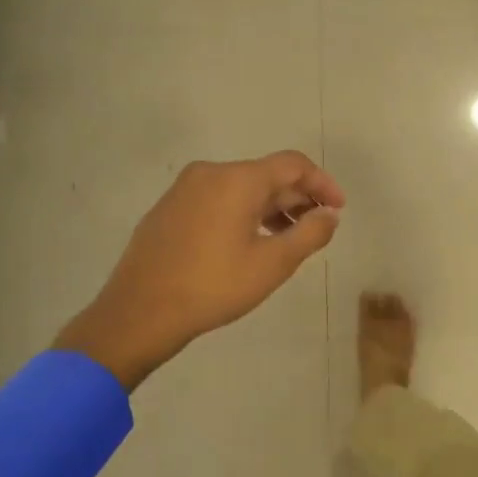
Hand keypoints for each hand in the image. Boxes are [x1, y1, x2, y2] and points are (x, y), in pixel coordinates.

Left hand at [56, 151, 343, 388]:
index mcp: (237, 180)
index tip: (338, 209)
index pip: (293, 164)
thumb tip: (329, 215)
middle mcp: (210, 173)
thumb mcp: (273, 264)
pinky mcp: (169, 209)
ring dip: (271, 207)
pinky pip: (218, 199)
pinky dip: (243, 213)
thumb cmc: (214, 286)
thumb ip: (310, 234)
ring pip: (241, 188)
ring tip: (287, 239)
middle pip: (266, 175)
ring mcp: (184, 189)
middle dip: (297, 197)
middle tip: (317, 228)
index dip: (322, 183)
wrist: (139, 312)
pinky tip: (249, 243)